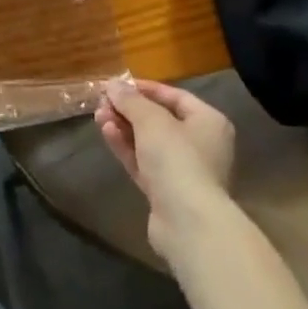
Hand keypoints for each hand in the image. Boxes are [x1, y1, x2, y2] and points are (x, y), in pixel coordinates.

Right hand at [96, 80, 235, 264]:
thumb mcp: (151, 120)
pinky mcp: (166, 193)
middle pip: (159, 120)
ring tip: (98, 116)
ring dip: (123, 127)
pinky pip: (143, 162)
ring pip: (148, 142)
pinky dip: (126, 148)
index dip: (145, 88)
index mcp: (208, 122)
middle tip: (103, 102)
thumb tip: (113, 84)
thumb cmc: (177, 159)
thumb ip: (130, 100)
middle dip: (129, 110)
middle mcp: (200, 145)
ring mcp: (183, 171)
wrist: (188, 224)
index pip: (175, 96)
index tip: (117, 85)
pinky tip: (106, 133)